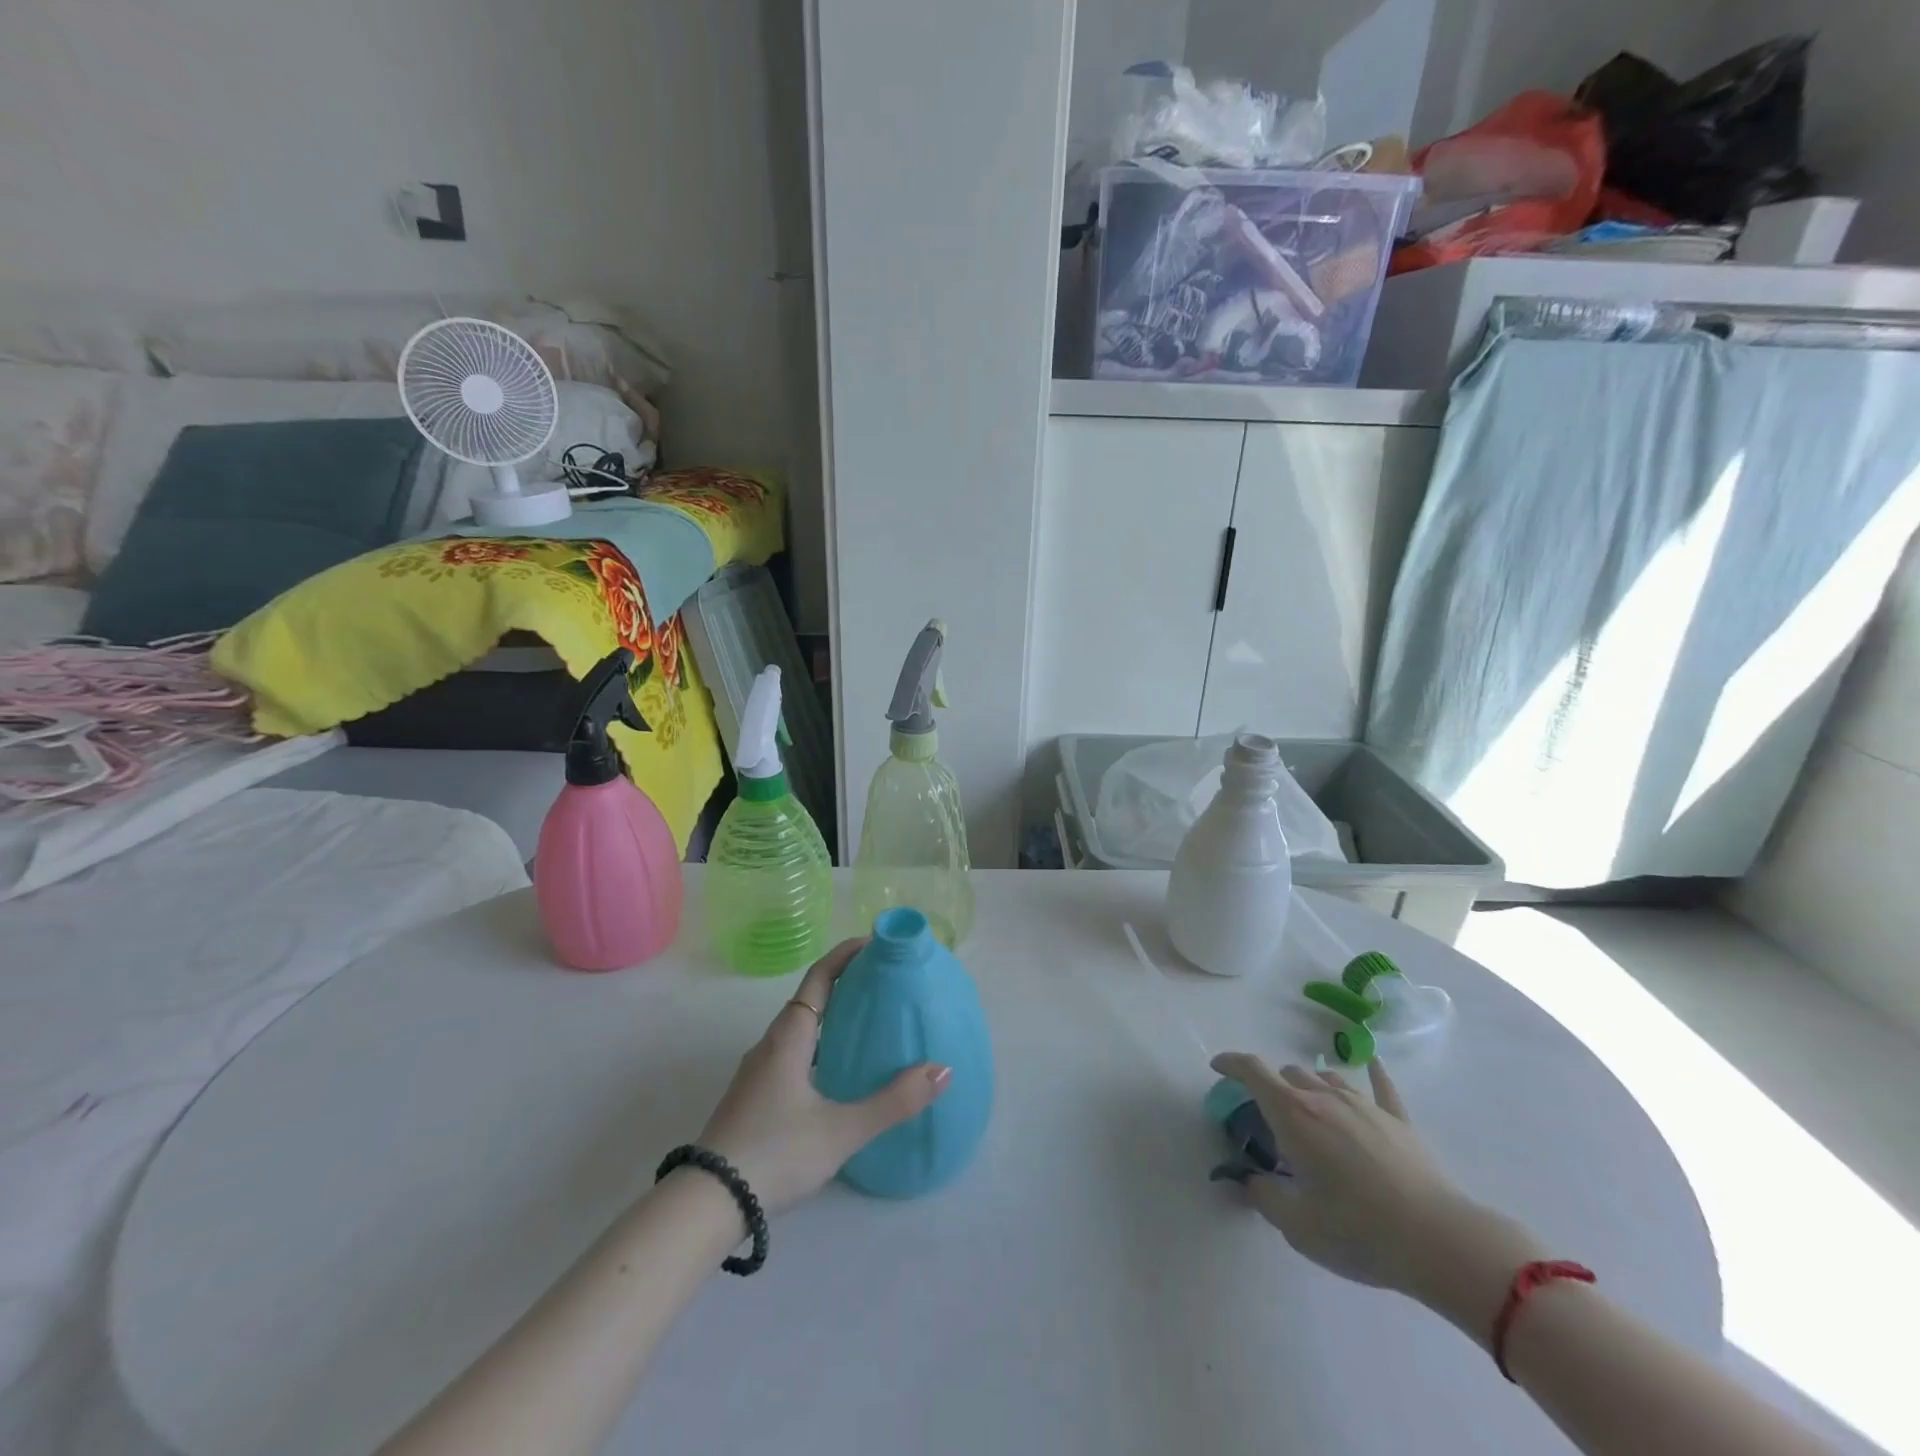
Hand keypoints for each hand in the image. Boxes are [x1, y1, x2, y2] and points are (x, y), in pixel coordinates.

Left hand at [697, 939, 950, 1214]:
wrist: (706, 1204)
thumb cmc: (776, 1154)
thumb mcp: (842, 1130)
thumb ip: (894, 1102)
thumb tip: (942, 1070)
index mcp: (789, 1037)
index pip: (819, 977)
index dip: (846, 954)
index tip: (876, 943)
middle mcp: (771, 1044)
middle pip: (810, 998)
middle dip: (846, 984)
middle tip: (885, 983)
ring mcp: (757, 1071)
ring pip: (800, 1028)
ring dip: (832, 1016)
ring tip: (869, 1023)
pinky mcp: (753, 1096)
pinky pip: (793, 1052)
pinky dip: (820, 1044)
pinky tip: (838, 1071)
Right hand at [1209, 1052, 1541, 1319]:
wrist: (1440, 1242)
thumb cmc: (1358, 1230)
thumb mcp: (1297, 1225)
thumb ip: (1264, 1197)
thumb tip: (1248, 1181)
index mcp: (1293, 1115)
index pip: (1253, 1071)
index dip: (1231, 1063)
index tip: (1217, 1067)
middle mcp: (1325, 1098)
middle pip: (1290, 1074)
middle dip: (1273, 1087)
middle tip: (1271, 1119)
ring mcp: (1365, 1106)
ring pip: (1328, 1078)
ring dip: (1311, 1087)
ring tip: (1311, 1111)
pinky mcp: (1399, 1122)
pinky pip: (1382, 1086)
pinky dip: (1372, 1073)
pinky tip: (1371, 1064)